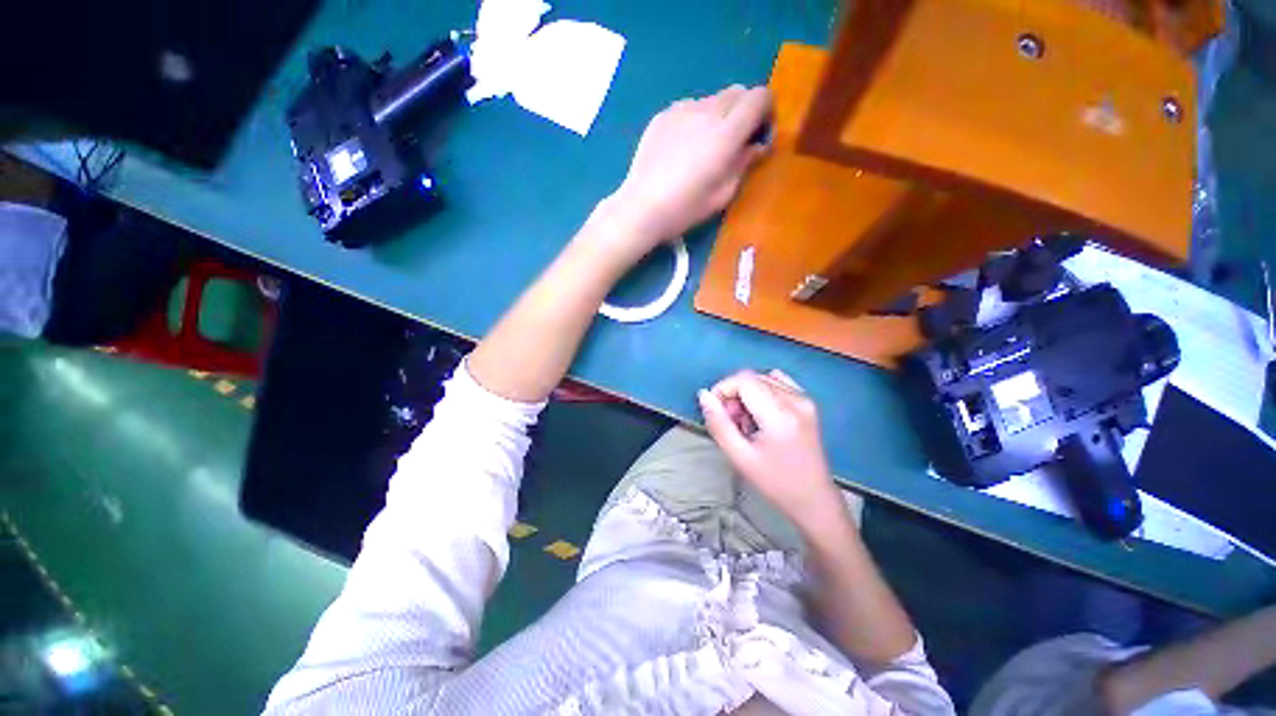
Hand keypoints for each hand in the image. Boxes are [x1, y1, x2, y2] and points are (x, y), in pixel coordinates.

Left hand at [594, 85, 771, 265]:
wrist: (642, 207)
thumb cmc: (685, 208)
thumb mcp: (723, 195)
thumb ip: (744, 164)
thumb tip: (757, 146)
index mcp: (726, 133)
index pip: (759, 97)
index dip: (766, 111)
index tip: (759, 133)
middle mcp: (706, 111)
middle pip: (737, 92)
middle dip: (743, 111)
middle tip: (734, 141)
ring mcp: (681, 110)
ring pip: (712, 99)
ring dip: (718, 115)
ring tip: (704, 147)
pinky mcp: (662, 115)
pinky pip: (689, 108)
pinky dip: (695, 120)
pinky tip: (682, 148)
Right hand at [698, 370, 841, 527]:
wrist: (813, 499)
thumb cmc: (775, 482)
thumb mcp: (739, 457)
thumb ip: (718, 423)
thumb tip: (704, 395)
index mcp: (780, 415)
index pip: (743, 379)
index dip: (723, 389)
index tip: (717, 411)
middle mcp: (795, 400)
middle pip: (752, 377)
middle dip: (734, 394)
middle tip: (733, 423)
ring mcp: (804, 399)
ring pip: (762, 379)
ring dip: (747, 394)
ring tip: (747, 423)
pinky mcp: (807, 402)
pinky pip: (777, 382)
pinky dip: (762, 392)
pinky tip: (761, 414)